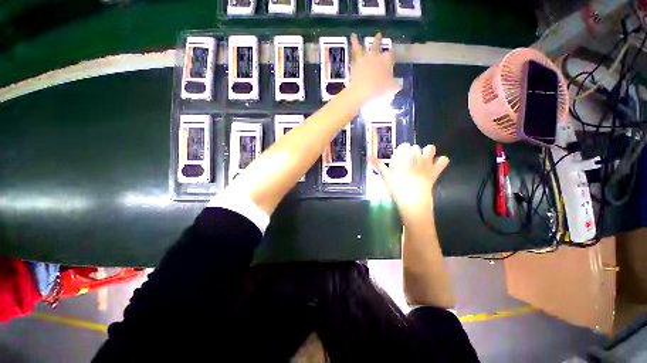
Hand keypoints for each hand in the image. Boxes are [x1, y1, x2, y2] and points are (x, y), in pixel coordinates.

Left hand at [348, 33, 397, 101]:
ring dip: (358, 41)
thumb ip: (395, 85)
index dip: (392, 54)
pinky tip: (351, 41)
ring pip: (362, 47)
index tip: (393, 55)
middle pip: (377, 45)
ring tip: (354, 36)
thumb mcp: (391, 88)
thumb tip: (398, 85)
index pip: (391, 54)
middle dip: (379, 40)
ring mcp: (364, 58)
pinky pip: (353, 53)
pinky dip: (352, 46)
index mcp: (386, 59)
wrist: (361, 91)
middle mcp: (375, 55)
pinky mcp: (355, 64)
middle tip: (379, 35)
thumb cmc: (378, 89)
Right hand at [371, 143, 449, 219]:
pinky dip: (440, 161)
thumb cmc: (396, 188)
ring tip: (422, 160)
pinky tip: (435, 165)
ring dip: (427, 152)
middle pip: (415, 147)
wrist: (412, 200)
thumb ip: (378, 165)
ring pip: (430, 148)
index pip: (403, 146)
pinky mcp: (435, 170)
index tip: (399, 157)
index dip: (401, 151)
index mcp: (402, 156)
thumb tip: (368, 156)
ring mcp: (427, 162)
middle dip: (412, 152)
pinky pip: (443, 160)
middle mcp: (415, 156)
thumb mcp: (385, 176)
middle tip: (408, 162)